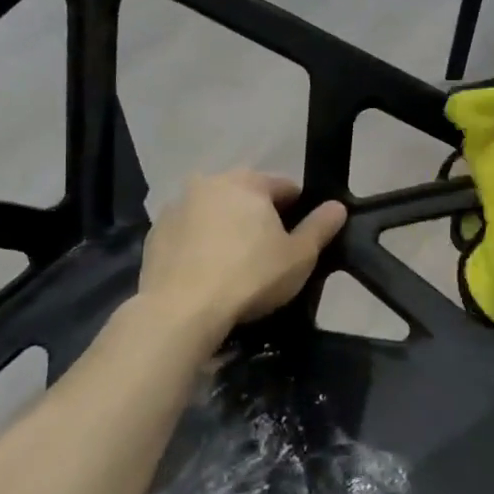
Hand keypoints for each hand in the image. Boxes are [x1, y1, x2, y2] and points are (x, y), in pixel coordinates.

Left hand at [138, 171, 346, 331]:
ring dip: (227, 228)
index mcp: (247, 182)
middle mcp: (209, 183)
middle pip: (247, 196)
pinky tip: (208, 273)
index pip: (285, 187)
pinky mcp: (155, 233)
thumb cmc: (250, 277)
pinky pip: (189, 233)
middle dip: (260, 217)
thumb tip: (337, 207)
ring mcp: (177, 207)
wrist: (181, 311)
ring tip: (237, 265)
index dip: (299, 210)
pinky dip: (201, 244)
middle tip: (270, 253)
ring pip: (215, 213)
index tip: (302, 238)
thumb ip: (321, 227)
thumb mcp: (300, 256)